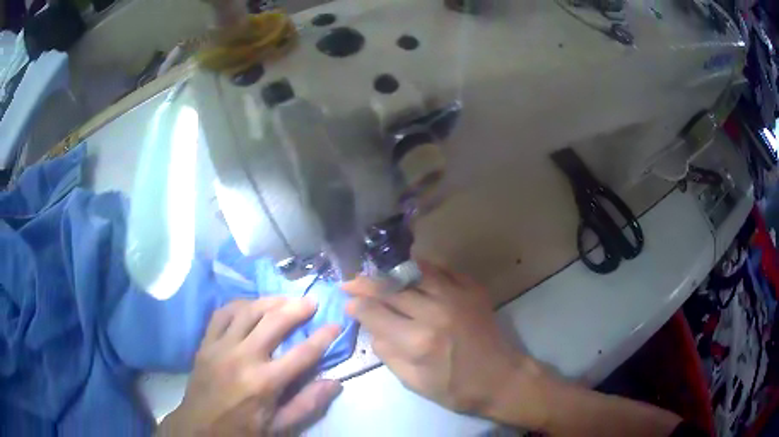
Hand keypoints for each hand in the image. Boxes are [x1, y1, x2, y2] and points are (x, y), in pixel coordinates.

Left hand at [157, 298, 341, 435]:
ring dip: (270, 301)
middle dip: (297, 309)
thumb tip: (334, 383)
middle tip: (312, 301)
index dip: (323, 338)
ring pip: (248, 312)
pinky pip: (221, 314)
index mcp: (264, 383)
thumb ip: (306, 405)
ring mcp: (221, 347)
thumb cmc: (243, 429)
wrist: (200, 427)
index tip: (335, 325)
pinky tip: (250, 305)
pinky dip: (239, 305)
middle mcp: (243, 358)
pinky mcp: (206, 343)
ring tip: (285, 298)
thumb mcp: (279, 426)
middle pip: (274, 323)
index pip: (301, 354)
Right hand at [343, 261, 547, 421]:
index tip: (347, 303)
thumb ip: (387, 354)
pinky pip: (442, 269)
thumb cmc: (456, 388)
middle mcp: (435, 312)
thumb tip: (371, 327)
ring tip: (374, 271)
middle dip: (365, 284)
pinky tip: (409, 268)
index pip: (375, 313)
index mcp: (418, 341)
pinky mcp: (472, 289)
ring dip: (390, 271)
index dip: (356, 306)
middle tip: (350, 282)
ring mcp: (456, 296)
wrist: (501, 378)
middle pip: (390, 289)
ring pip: (414, 272)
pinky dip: (421, 267)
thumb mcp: (414, 382)